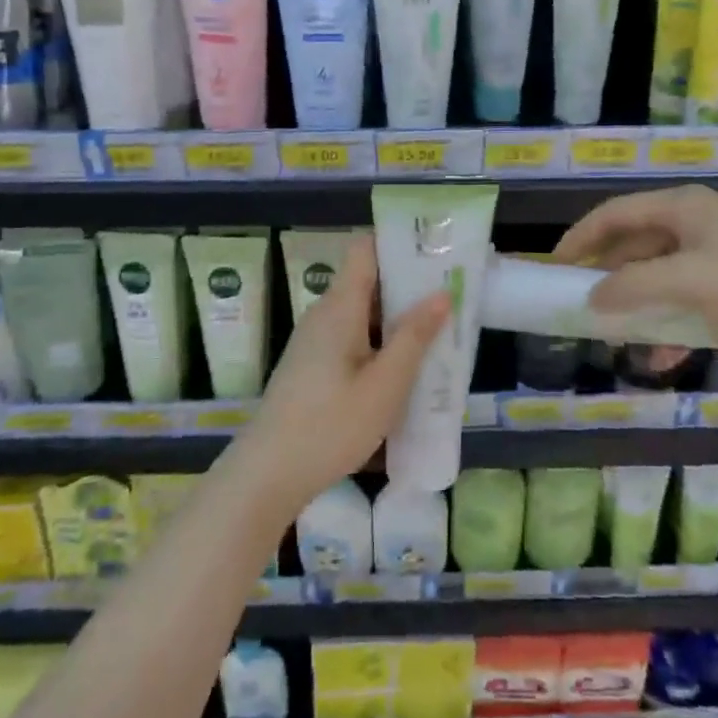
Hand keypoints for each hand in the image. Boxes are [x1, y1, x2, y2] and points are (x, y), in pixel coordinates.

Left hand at [238, 235, 450, 514]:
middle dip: (408, 285)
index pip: (365, 248)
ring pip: (362, 313)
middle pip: (368, 280)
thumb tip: (441, 293)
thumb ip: (414, 337)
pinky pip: (352, 337)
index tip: (435, 252)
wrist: (267, 475)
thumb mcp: (385, 385)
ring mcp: (315, 339)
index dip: (398, 242)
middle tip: (450, 295)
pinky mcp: (312, 364)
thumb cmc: (330, 426)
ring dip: (396, 319)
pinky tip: (403, 368)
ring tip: (437, 332)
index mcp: (340, 306)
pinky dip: (379, 342)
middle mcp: (324, 313)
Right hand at [555, 185, 717, 354]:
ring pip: (661, 274)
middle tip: (582, 303)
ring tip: (613, 333)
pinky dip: (670, 320)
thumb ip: (635, 287)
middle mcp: (694, 222)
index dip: (582, 236)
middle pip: (636, 244)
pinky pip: (688, 296)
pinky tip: (659, 356)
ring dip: (637, 302)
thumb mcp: (690, 280)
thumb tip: (591, 299)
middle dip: (608, 274)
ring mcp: (716, 251)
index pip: (615, 214)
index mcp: (681, 207)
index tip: (555, 265)